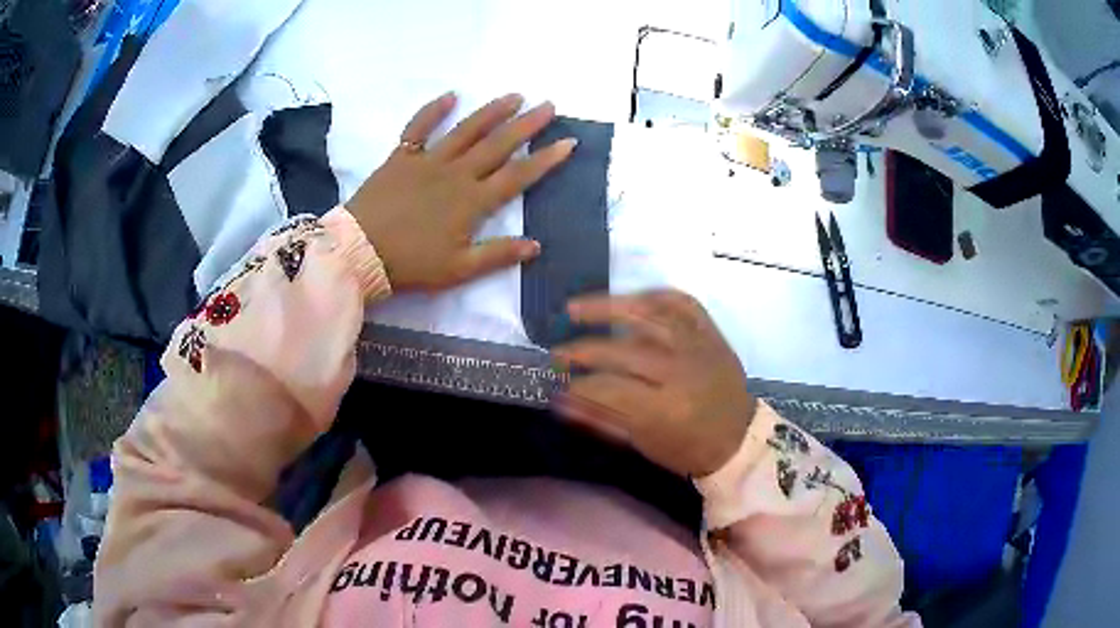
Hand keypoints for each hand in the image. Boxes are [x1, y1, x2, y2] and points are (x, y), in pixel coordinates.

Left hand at [347, 92, 575, 291]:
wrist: (359, 253)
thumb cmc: (410, 264)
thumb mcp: (458, 269)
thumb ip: (497, 255)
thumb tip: (535, 245)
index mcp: (472, 202)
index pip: (517, 176)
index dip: (545, 159)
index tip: (567, 142)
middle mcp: (455, 173)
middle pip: (498, 144)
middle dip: (527, 124)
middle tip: (549, 105)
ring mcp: (427, 161)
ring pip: (466, 130)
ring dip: (492, 111)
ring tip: (514, 96)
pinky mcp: (401, 157)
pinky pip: (418, 128)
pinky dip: (433, 110)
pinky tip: (450, 96)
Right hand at [553, 290, 756, 477]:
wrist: (739, 437)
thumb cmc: (689, 448)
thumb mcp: (645, 442)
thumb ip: (602, 418)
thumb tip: (562, 399)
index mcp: (665, 408)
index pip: (610, 388)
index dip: (580, 385)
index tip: (560, 385)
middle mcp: (681, 370)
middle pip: (622, 351)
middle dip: (583, 350)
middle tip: (558, 352)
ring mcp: (697, 345)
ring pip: (647, 315)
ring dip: (606, 308)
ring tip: (575, 309)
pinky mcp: (711, 332)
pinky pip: (681, 303)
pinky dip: (653, 296)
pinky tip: (629, 299)